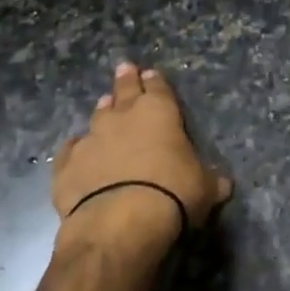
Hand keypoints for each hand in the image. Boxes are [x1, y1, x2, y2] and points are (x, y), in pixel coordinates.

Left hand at [51, 63, 232, 260]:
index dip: (155, 82)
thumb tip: (223, 185)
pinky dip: (75, 150)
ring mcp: (91, 139)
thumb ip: (210, 181)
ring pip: (96, 117)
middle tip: (124, 67)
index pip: (158, 89)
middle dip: (125, 79)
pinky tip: (75, 152)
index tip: (150, 74)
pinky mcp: (66, 165)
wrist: (120, 222)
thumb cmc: (172, 195)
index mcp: (160, 113)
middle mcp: (122, 117)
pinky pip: (70, 151)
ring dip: (102, 112)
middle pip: (124, 91)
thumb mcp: (205, 189)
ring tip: (104, 105)